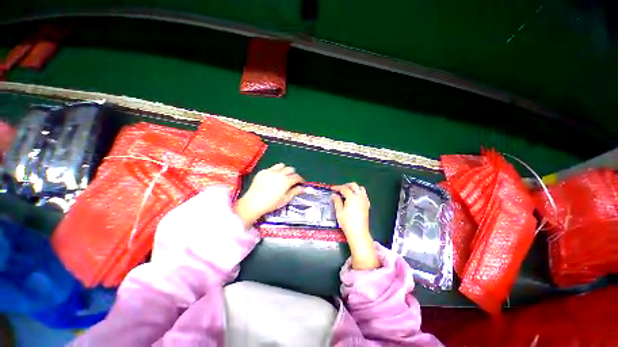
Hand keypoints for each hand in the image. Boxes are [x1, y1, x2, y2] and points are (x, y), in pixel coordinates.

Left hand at [234, 163, 303, 227]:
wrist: (253, 203)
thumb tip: (303, 188)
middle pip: (290, 169)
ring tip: (282, 176)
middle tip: (292, 180)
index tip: (301, 183)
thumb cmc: (271, 203)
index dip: (300, 180)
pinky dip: (275, 171)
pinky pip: (272, 168)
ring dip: (284, 170)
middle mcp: (279, 174)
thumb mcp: (285, 199)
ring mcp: (270, 171)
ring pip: (281, 165)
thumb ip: (295, 192)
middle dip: (293, 174)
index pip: (297, 177)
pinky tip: (272, 178)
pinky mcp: (262, 171)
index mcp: (286, 181)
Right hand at [332, 183, 379, 269]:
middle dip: (346, 185)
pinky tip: (354, 199)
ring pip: (360, 189)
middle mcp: (360, 197)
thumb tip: (334, 195)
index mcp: (352, 197)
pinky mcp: (367, 205)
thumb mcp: (339, 211)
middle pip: (354, 185)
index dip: (337, 187)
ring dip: (353, 188)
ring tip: (347, 192)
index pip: (344, 188)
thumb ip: (337, 201)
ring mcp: (365, 200)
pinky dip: (358, 193)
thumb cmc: (347, 222)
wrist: (358, 233)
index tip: (332, 188)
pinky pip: (364, 194)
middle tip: (340, 189)